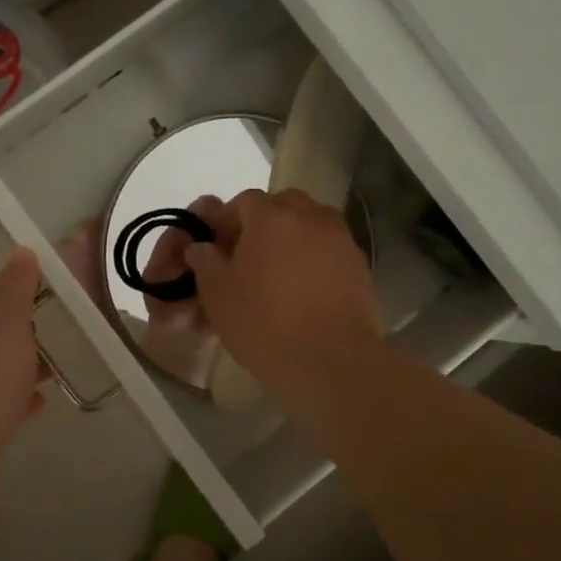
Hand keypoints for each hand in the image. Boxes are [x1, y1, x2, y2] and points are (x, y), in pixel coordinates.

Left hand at [0, 248, 44, 497]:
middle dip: (20, 328)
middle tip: (53, 334)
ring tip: (50, 372)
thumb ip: (16, 283)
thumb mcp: (8, 316)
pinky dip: (14, 395)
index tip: (49, 295)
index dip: (20, 289)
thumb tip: (22, 252)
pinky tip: (34, 404)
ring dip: (18, 363)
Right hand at [183, 189, 382, 409]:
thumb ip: (205, 262)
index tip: (218, 245)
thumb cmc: (264, 323)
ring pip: (311, 224)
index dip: (227, 219)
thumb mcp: (218, 294)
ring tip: (280, 272)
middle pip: (283, 205)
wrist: (331, 360)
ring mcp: (340, 239)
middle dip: (264, 222)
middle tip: (249, 256)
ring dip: (294, 237)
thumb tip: (201, 246)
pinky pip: (330, 249)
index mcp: (270, 216)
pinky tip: (306, 289)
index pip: (244, 200)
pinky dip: (316, 258)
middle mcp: (309, 216)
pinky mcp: (360, 265)